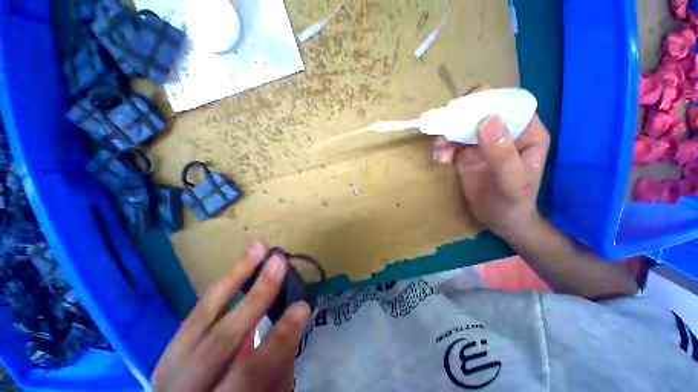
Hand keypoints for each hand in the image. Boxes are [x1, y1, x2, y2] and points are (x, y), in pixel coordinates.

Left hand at [152, 242, 309, 391]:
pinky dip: (222, 287)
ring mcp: (169, 366)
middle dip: (256, 295)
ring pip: (200, 315)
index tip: (303, 306)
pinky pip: (198, 311)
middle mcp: (183, 386)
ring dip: (233, 277)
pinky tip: (239, 268)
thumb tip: (293, 318)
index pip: (249, 372)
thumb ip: (278, 363)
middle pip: (219, 339)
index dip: (279, 337)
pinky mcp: (170, 349)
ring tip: (257, 248)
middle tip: (278, 261)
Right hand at [433, 112, 549, 238]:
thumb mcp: (511, 180)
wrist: (499, 221)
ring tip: (441, 155)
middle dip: (459, 118)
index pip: (507, 102)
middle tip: (445, 131)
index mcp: (525, 130)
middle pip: (478, 110)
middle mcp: (503, 131)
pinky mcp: (465, 153)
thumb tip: (486, 118)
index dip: (485, 100)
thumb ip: (502, 151)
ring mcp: (481, 142)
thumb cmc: (513, 202)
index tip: (464, 112)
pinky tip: (439, 160)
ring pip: (459, 125)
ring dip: (445, 135)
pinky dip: (441, 147)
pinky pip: (450, 142)